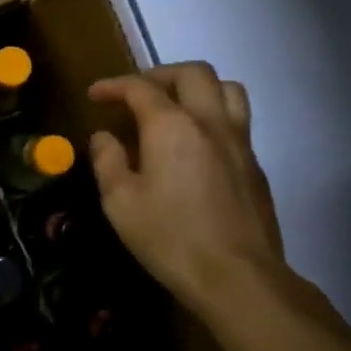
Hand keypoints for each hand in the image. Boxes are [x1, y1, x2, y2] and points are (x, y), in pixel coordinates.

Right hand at [88, 63, 286, 318]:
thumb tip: (104, 137)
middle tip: (137, 92)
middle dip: (159, 74)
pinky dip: (214, 115)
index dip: (114, 85)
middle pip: (192, 73)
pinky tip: (197, 145)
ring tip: (176, 106)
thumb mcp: (121, 203)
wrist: (238, 278)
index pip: (140, 88)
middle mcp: (210, 122)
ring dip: (197, 87)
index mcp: (172, 126)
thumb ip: (108, 161)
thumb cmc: (170, 238)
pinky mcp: (255, 166)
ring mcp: (240, 142)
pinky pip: (237, 121)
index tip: (95, 94)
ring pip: (227, 89)